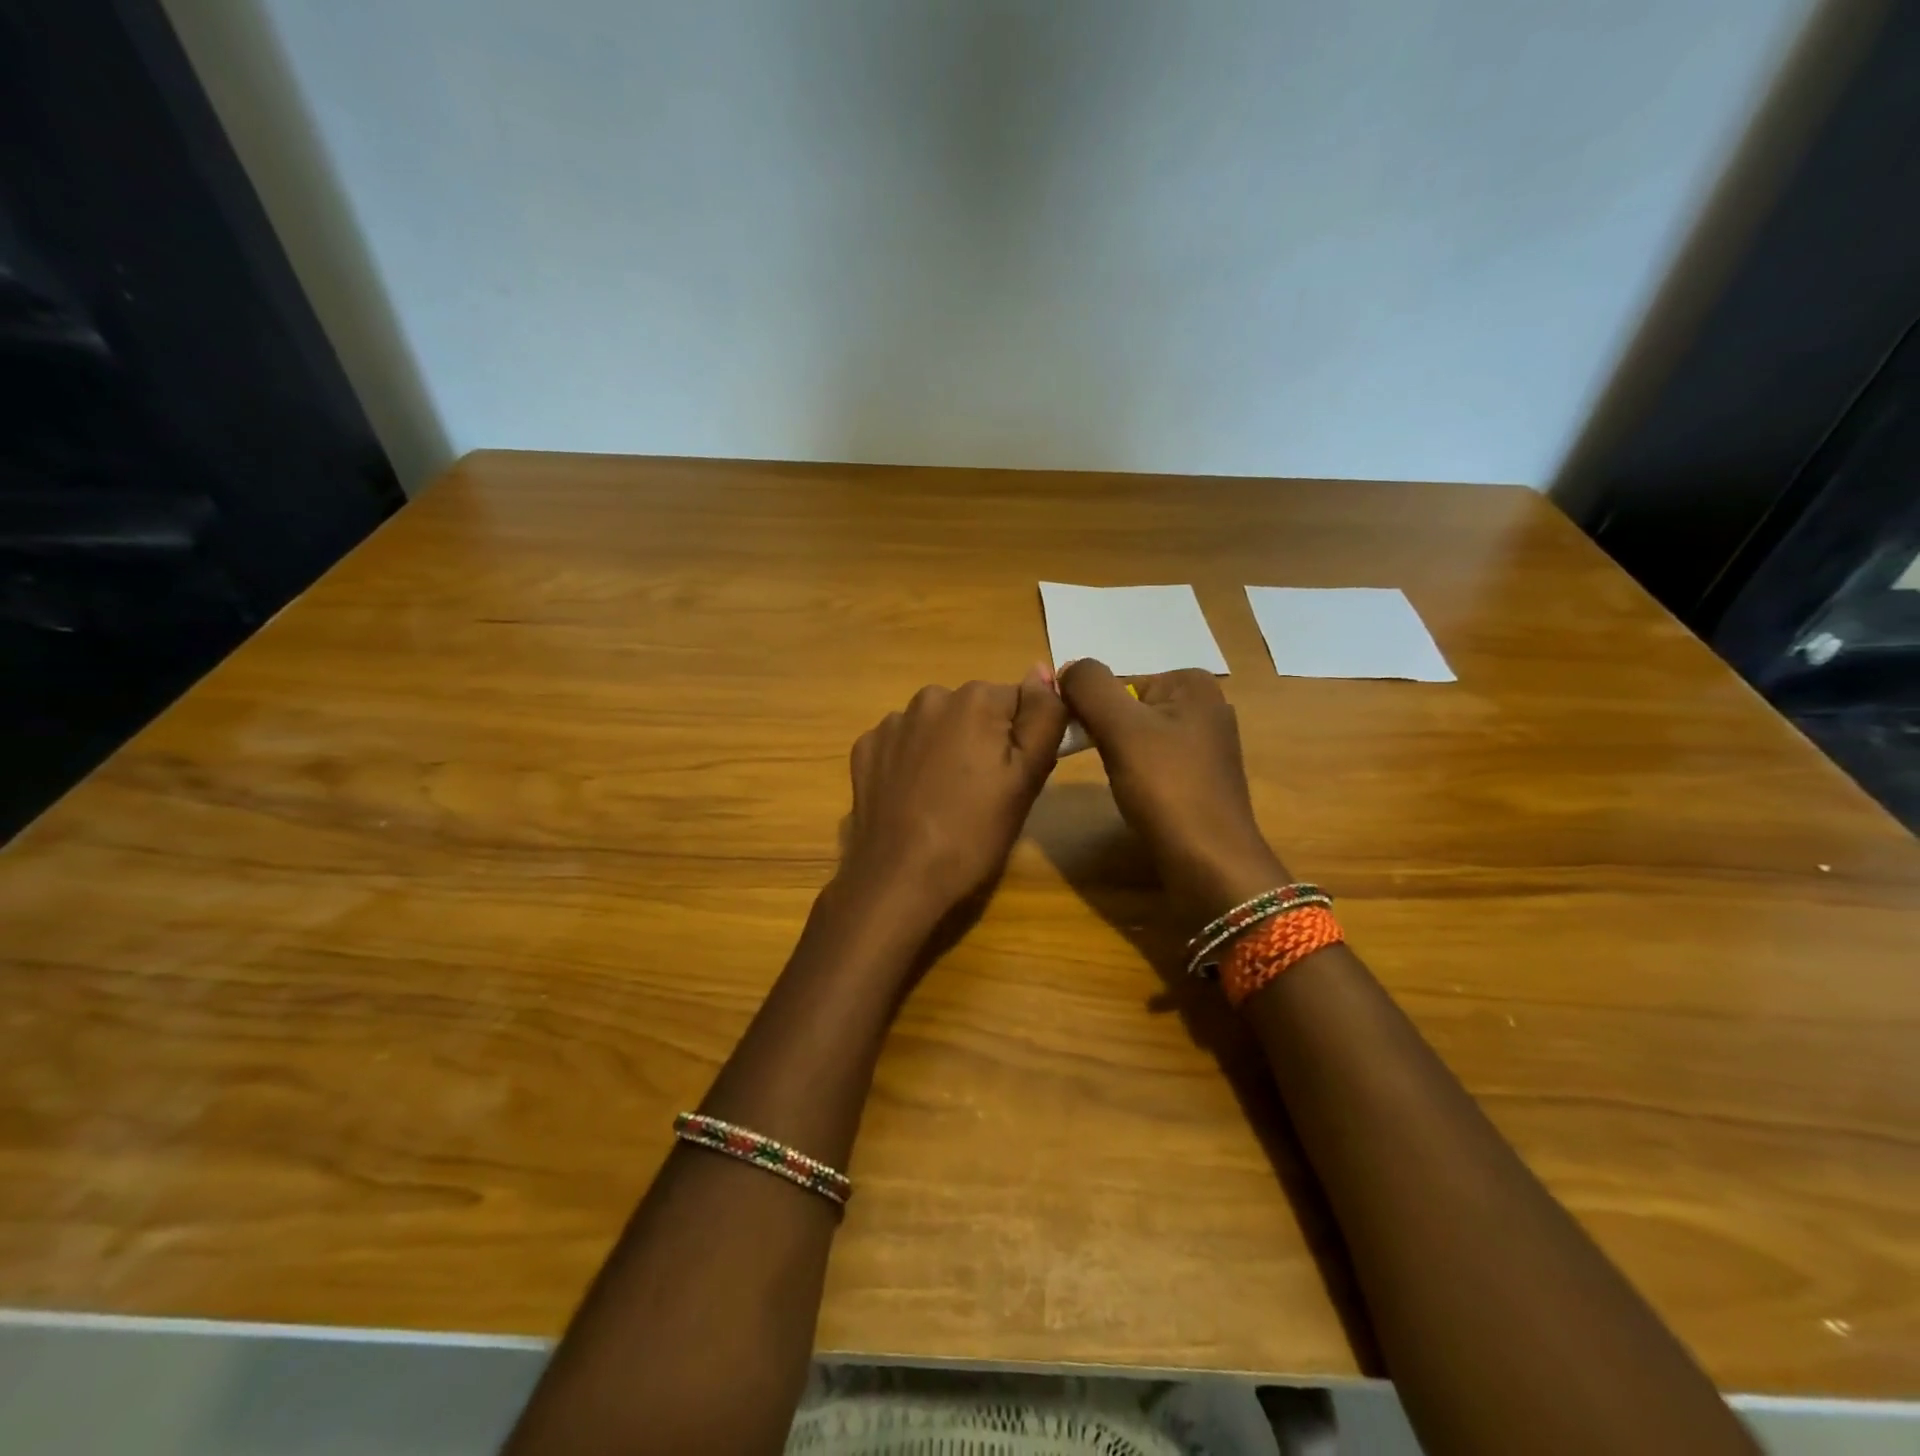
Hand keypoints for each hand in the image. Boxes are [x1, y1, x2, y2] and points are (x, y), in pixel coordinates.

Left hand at [837, 668, 1068, 926]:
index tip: (1015, 778)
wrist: (899, 877)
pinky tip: (913, 798)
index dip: (1023, 740)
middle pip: (975, 711)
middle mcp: (930, 697)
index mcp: (975, 699)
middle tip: (984, 794)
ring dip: (946, 749)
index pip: (1019, 702)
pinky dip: (911, 762)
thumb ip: (1043, 716)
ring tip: (946, 799)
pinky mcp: (865, 748)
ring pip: (937, 726)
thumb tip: (1042, 670)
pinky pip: (903, 744)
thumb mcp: (1028, 777)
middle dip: (983, 741)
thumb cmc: (974, 832)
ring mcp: (892, 723)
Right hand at [1059, 659, 1288, 919]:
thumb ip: (1089, 686)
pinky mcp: (1203, 778)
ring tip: (1123, 784)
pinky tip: (1139, 797)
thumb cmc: (1166, 788)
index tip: (1082, 740)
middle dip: (1107, 732)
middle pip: (1129, 708)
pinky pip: (1155, 762)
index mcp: (1193, 683)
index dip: (1092, 709)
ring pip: (1139, 737)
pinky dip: (1139, 775)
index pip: (1118, 682)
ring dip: (1119, 755)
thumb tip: (1067, 666)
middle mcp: (1207, 706)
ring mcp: (1208, 744)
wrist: (1209, 863)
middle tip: (1102, 764)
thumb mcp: (1120, 727)